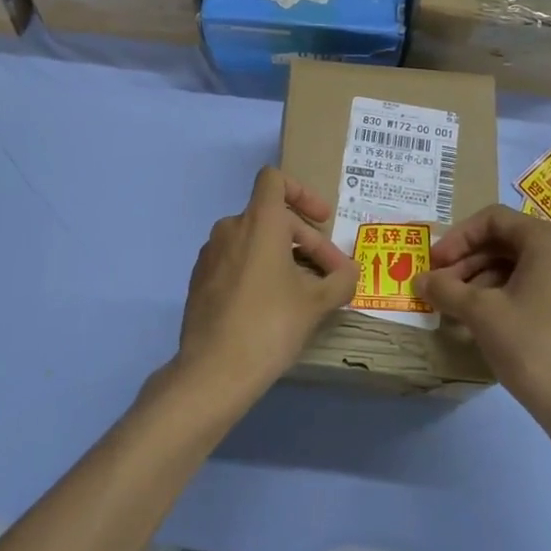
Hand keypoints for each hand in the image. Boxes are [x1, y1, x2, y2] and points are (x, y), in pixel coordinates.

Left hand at [176, 167, 357, 404]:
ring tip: (304, 291)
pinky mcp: (200, 279)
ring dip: (283, 256)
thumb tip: (351, 274)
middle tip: (331, 275)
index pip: (275, 180)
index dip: (302, 192)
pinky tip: (272, 305)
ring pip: (254, 241)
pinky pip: (235, 261)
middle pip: (273, 217)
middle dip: (306, 241)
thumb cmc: (270, 325)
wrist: (214, 371)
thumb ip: (340, 281)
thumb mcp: (316, 304)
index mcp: (258, 221)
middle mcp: (230, 228)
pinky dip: (258, 270)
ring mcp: (210, 254)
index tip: (322, 220)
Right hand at [417, 205, 550, 426]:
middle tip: (437, 284)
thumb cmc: (530, 344)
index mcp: (547, 240)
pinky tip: (475, 319)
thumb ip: (445, 289)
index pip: (492, 219)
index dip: (457, 237)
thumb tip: (419, 280)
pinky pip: (527, 286)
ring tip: (450, 305)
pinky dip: (497, 295)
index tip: (434, 262)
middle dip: (465, 260)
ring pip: (513, 265)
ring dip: (477, 279)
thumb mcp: (479, 312)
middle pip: (503, 241)